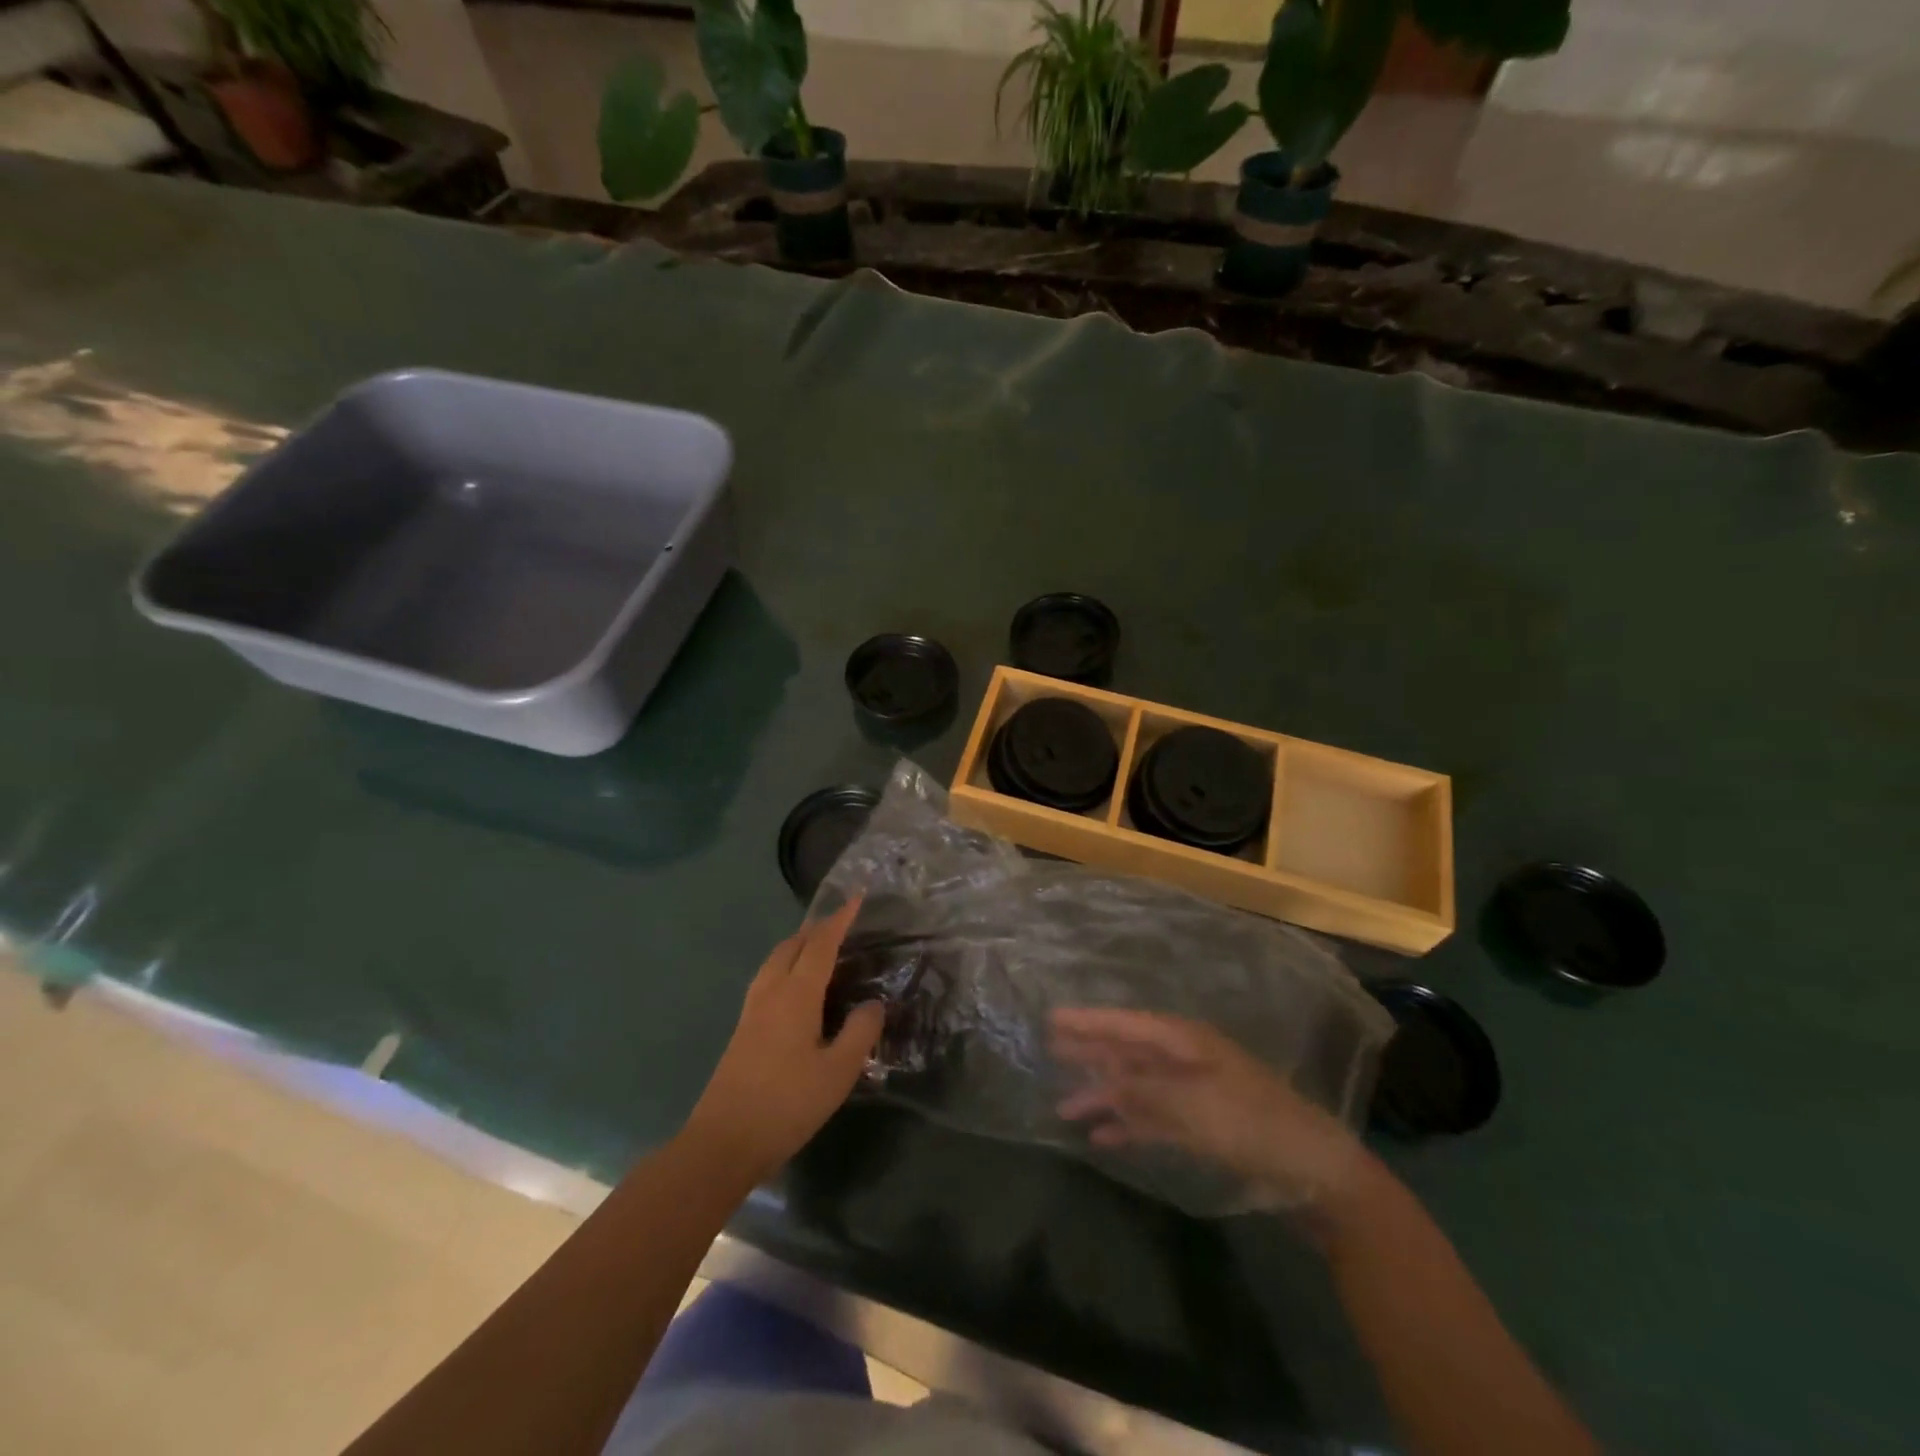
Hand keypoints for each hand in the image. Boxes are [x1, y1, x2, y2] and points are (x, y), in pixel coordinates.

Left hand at [684, 900, 883, 1182]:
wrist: (723, 1142)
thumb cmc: (786, 1104)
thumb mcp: (838, 1072)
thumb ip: (860, 1032)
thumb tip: (873, 1003)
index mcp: (796, 994)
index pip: (821, 944)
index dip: (840, 919)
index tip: (857, 896)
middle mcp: (771, 991)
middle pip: (792, 944)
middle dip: (818, 928)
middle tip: (843, 923)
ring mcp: (751, 1010)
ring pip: (776, 959)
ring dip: (799, 944)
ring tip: (821, 948)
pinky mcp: (743, 1029)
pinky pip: (768, 977)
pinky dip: (787, 964)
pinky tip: (797, 987)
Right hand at [1050, 1008, 1381, 1213]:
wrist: (1310, 1169)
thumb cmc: (1252, 1122)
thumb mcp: (1194, 1103)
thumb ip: (1144, 1092)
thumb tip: (1100, 1082)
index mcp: (1184, 1041)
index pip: (1126, 1024)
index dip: (1089, 1021)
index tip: (1053, 1017)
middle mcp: (1182, 1060)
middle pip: (1126, 1051)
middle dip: (1089, 1052)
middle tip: (1048, 1049)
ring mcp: (1190, 1092)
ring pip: (1135, 1088)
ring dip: (1102, 1096)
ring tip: (1064, 1108)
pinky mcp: (1197, 1125)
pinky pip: (1151, 1119)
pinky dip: (1127, 1126)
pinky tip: (1102, 1137)